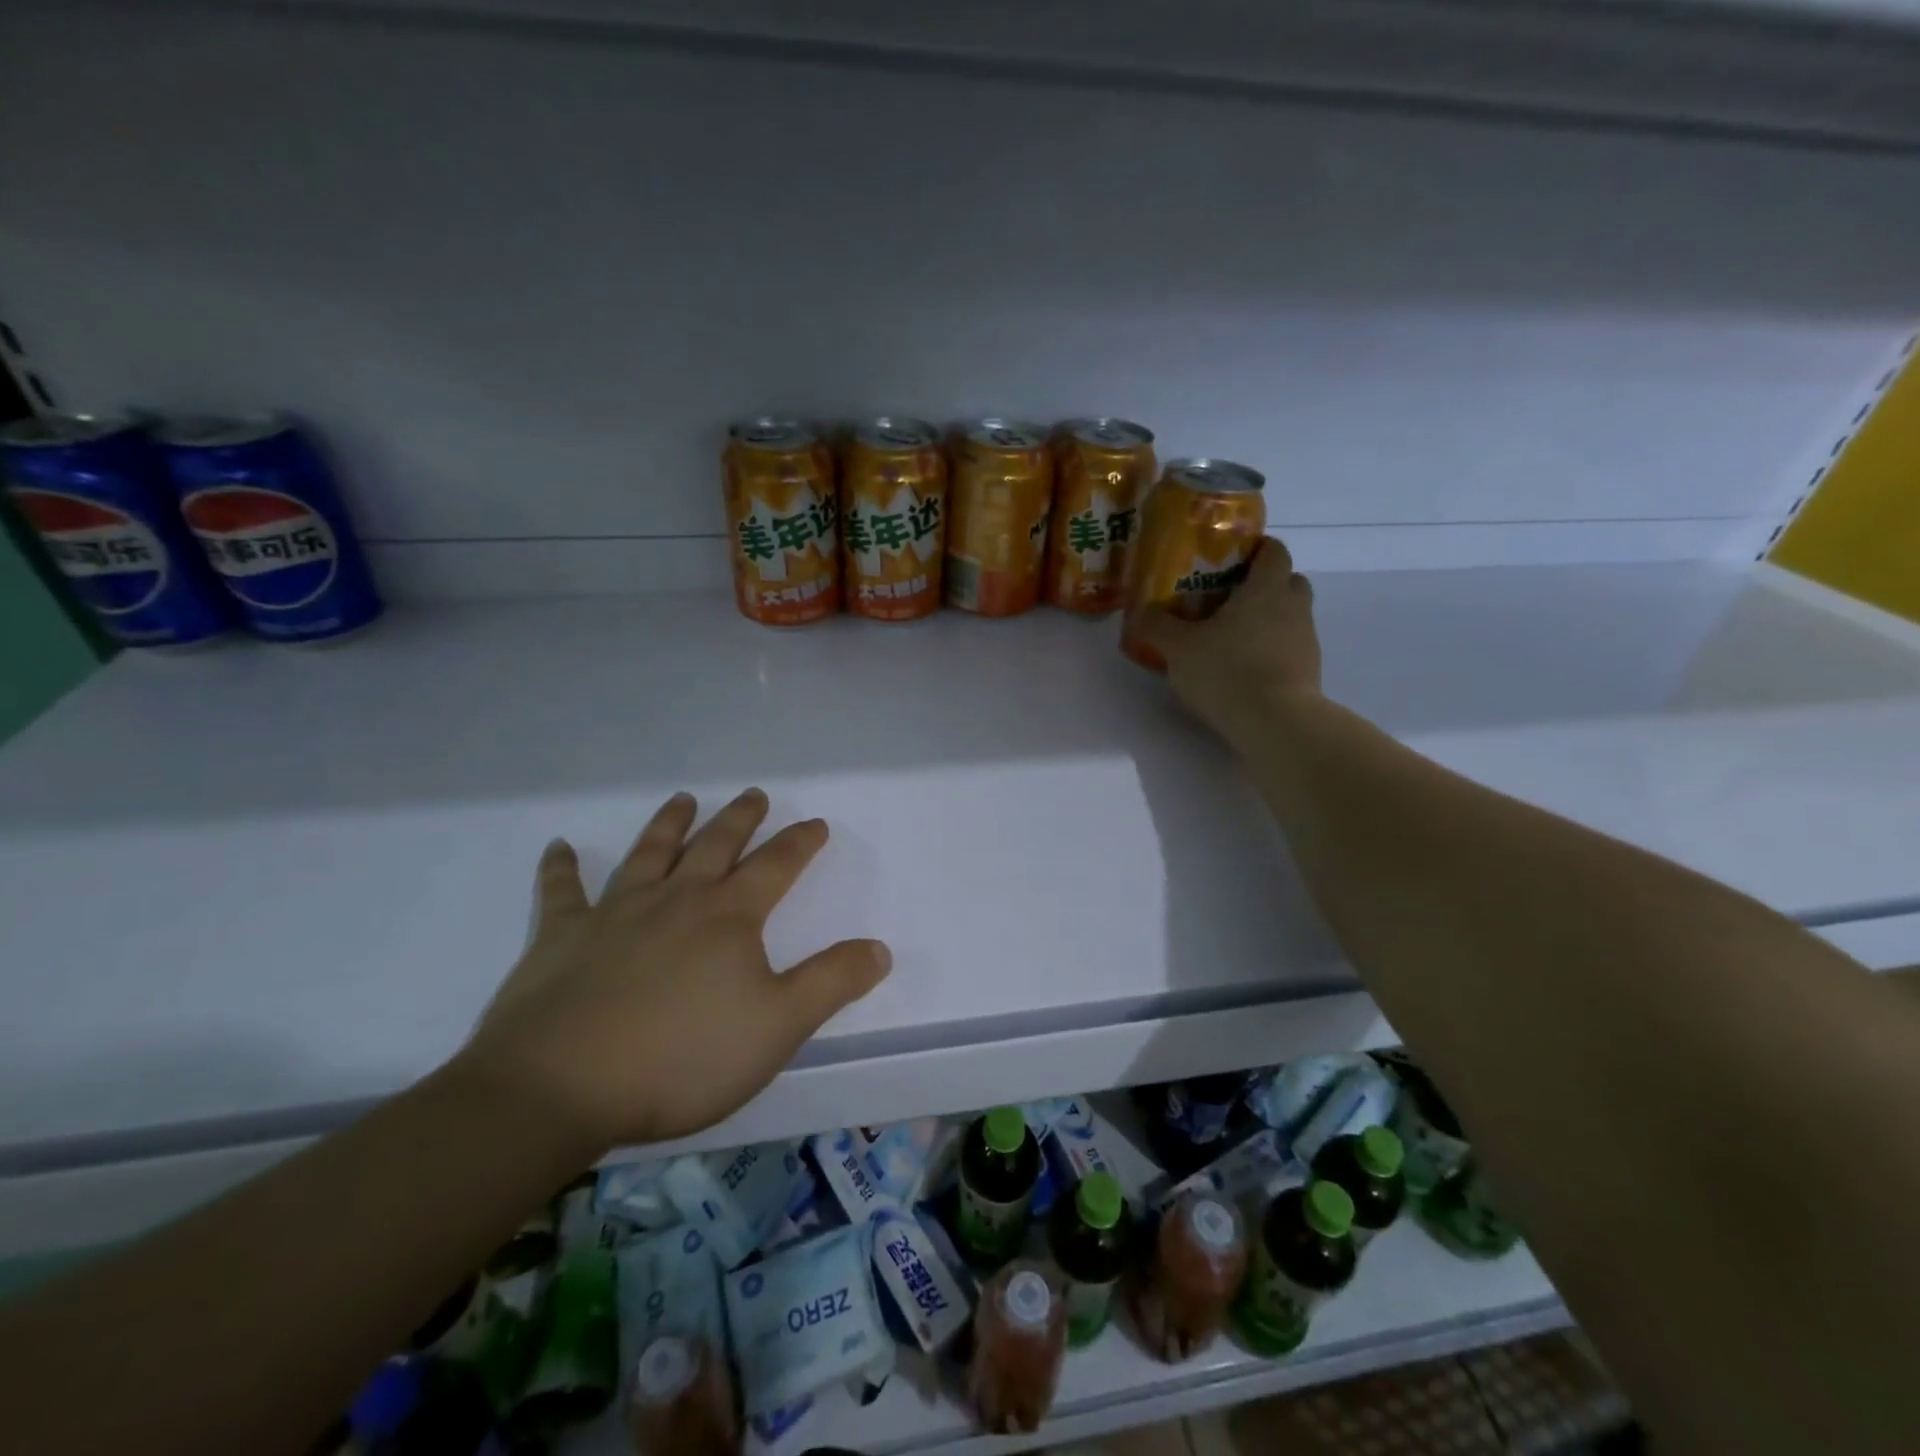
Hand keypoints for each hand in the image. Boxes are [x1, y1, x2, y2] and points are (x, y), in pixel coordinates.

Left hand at [459, 788, 890, 1149]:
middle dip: (739, 818)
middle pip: (715, 845)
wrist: (561, 1087)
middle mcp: (676, 899)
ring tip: (682, 799)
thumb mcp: (778, 1026)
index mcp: (728, 917)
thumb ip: (831, 982)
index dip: (800, 842)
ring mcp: (615, 913)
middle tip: (753, 794)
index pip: (775, 866)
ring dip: (668, 824)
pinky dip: (561, 868)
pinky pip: (562, 892)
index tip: (815, 823)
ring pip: (649, 854)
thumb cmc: (682, 1057)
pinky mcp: (561, 938)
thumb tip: (879, 948)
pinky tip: (559, 847)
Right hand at [1135, 537, 1322, 742]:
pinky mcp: (1309, 671)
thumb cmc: (1226, 670)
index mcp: (1266, 588)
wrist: (1275, 722)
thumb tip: (1142, 612)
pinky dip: (1271, 652)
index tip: (1231, 559)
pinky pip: (1290, 648)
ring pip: (1290, 617)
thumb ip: (1158, 626)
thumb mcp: (1179, 648)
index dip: (1256, 549)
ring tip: (1232, 639)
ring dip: (1268, 621)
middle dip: (1264, 585)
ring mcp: (1306, 640)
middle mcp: (1294, 607)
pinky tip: (1244, 670)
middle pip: (1288, 581)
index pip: (1274, 551)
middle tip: (1230, 599)